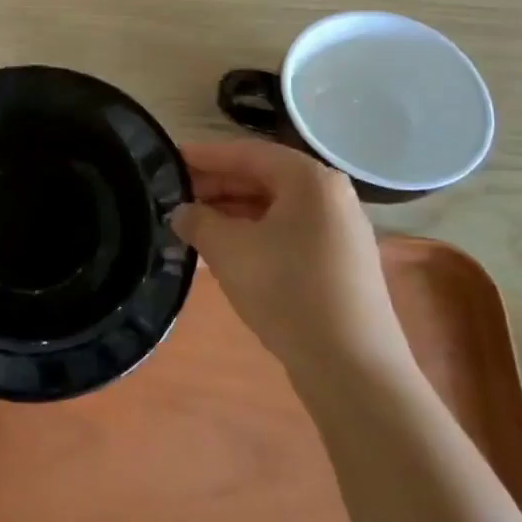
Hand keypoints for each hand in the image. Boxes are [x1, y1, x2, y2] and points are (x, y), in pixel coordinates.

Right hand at [172, 141, 407, 372]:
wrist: (352, 368)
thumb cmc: (287, 292)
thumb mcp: (229, 250)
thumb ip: (198, 221)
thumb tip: (181, 212)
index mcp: (310, 180)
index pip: (246, 153)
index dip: (204, 156)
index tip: (169, 159)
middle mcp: (331, 196)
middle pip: (263, 177)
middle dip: (217, 185)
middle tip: (174, 194)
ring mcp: (340, 231)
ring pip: (275, 208)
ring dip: (232, 212)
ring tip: (192, 223)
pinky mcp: (340, 264)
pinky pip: (288, 232)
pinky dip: (254, 234)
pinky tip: (225, 251)